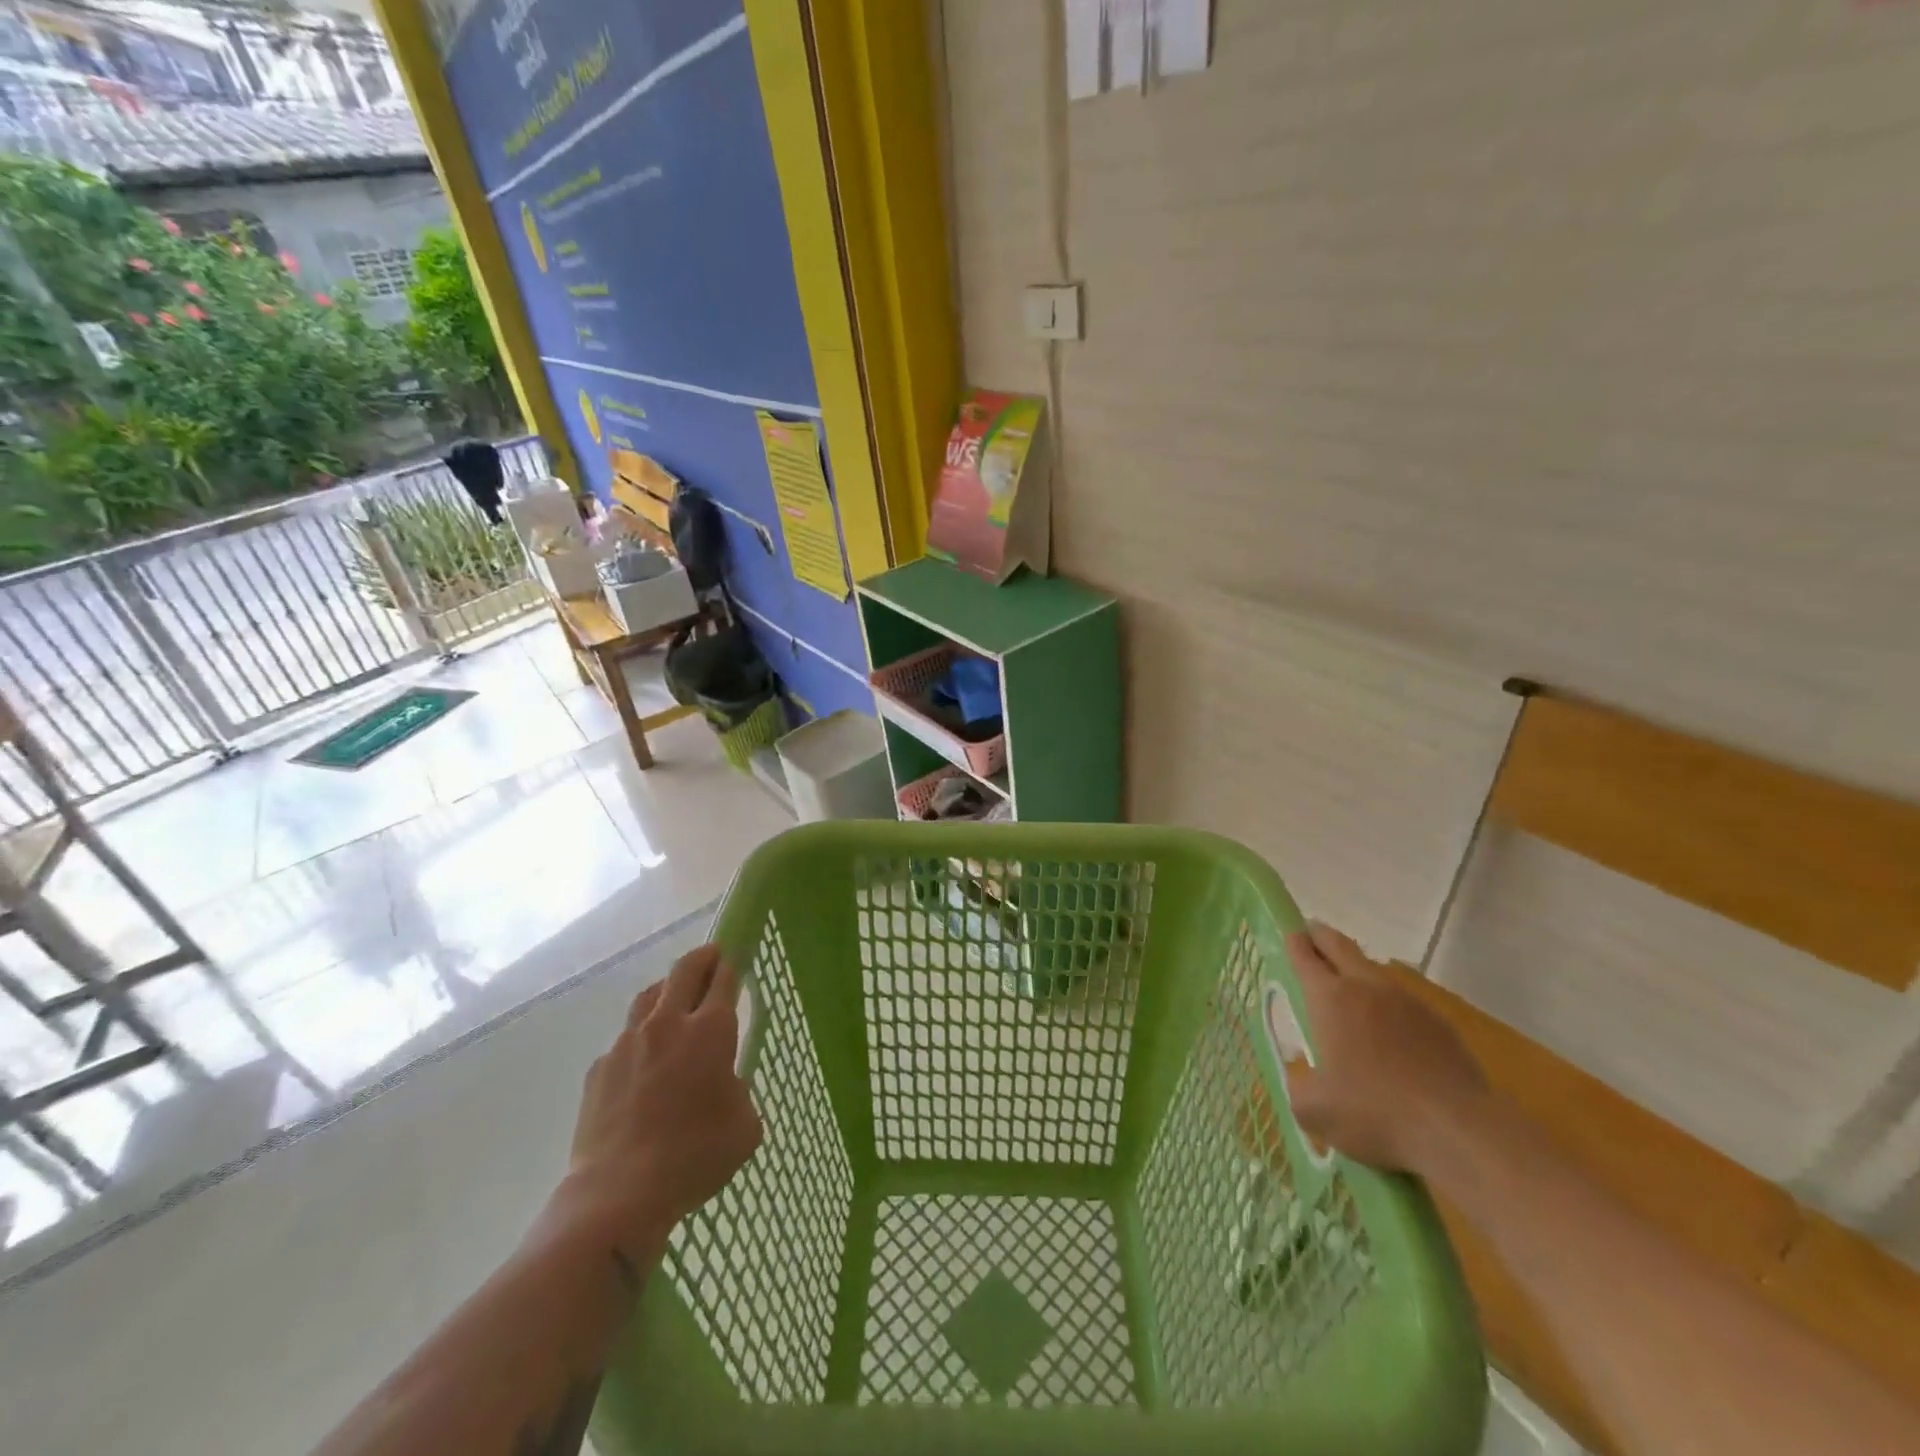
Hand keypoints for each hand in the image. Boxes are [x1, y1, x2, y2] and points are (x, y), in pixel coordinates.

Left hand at [550, 944, 762, 1262]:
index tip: (738, 955)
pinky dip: (640, 1038)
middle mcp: (669, 1024)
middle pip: (685, 970)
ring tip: (675, 999)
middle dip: (703, 957)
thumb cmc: (695, 1157)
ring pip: (649, 996)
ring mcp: (628, 1042)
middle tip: (713, 956)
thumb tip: (723, 1085)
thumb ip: (738, 1091)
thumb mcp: (745, 1126)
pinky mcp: (600, 1068)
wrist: (618, 1194)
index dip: (733, 963)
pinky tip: (644, 1063)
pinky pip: (624, 1038)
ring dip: (667, 989)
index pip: (724, 978)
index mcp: (710, 1030)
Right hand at [1281, 922, 1487, 1175]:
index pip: (1305, 957)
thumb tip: (1304, 1081)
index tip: (1288, 931)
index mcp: (1330, 999)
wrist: (1459, 1131)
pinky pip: (1404, 1001)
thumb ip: (1300, 1088)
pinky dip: (1389, 1002)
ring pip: (1375, 970)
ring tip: (1348, 982)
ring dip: (1356, 967)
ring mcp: (1408, 1003)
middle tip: (1311, 933)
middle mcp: (1367, 988)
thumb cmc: (1374, 1113)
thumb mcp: (1314, 1110)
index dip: (1294, 942)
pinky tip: (1390, 1028)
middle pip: (1340, 946)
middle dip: (1322, 936)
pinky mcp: (1440, 1024)